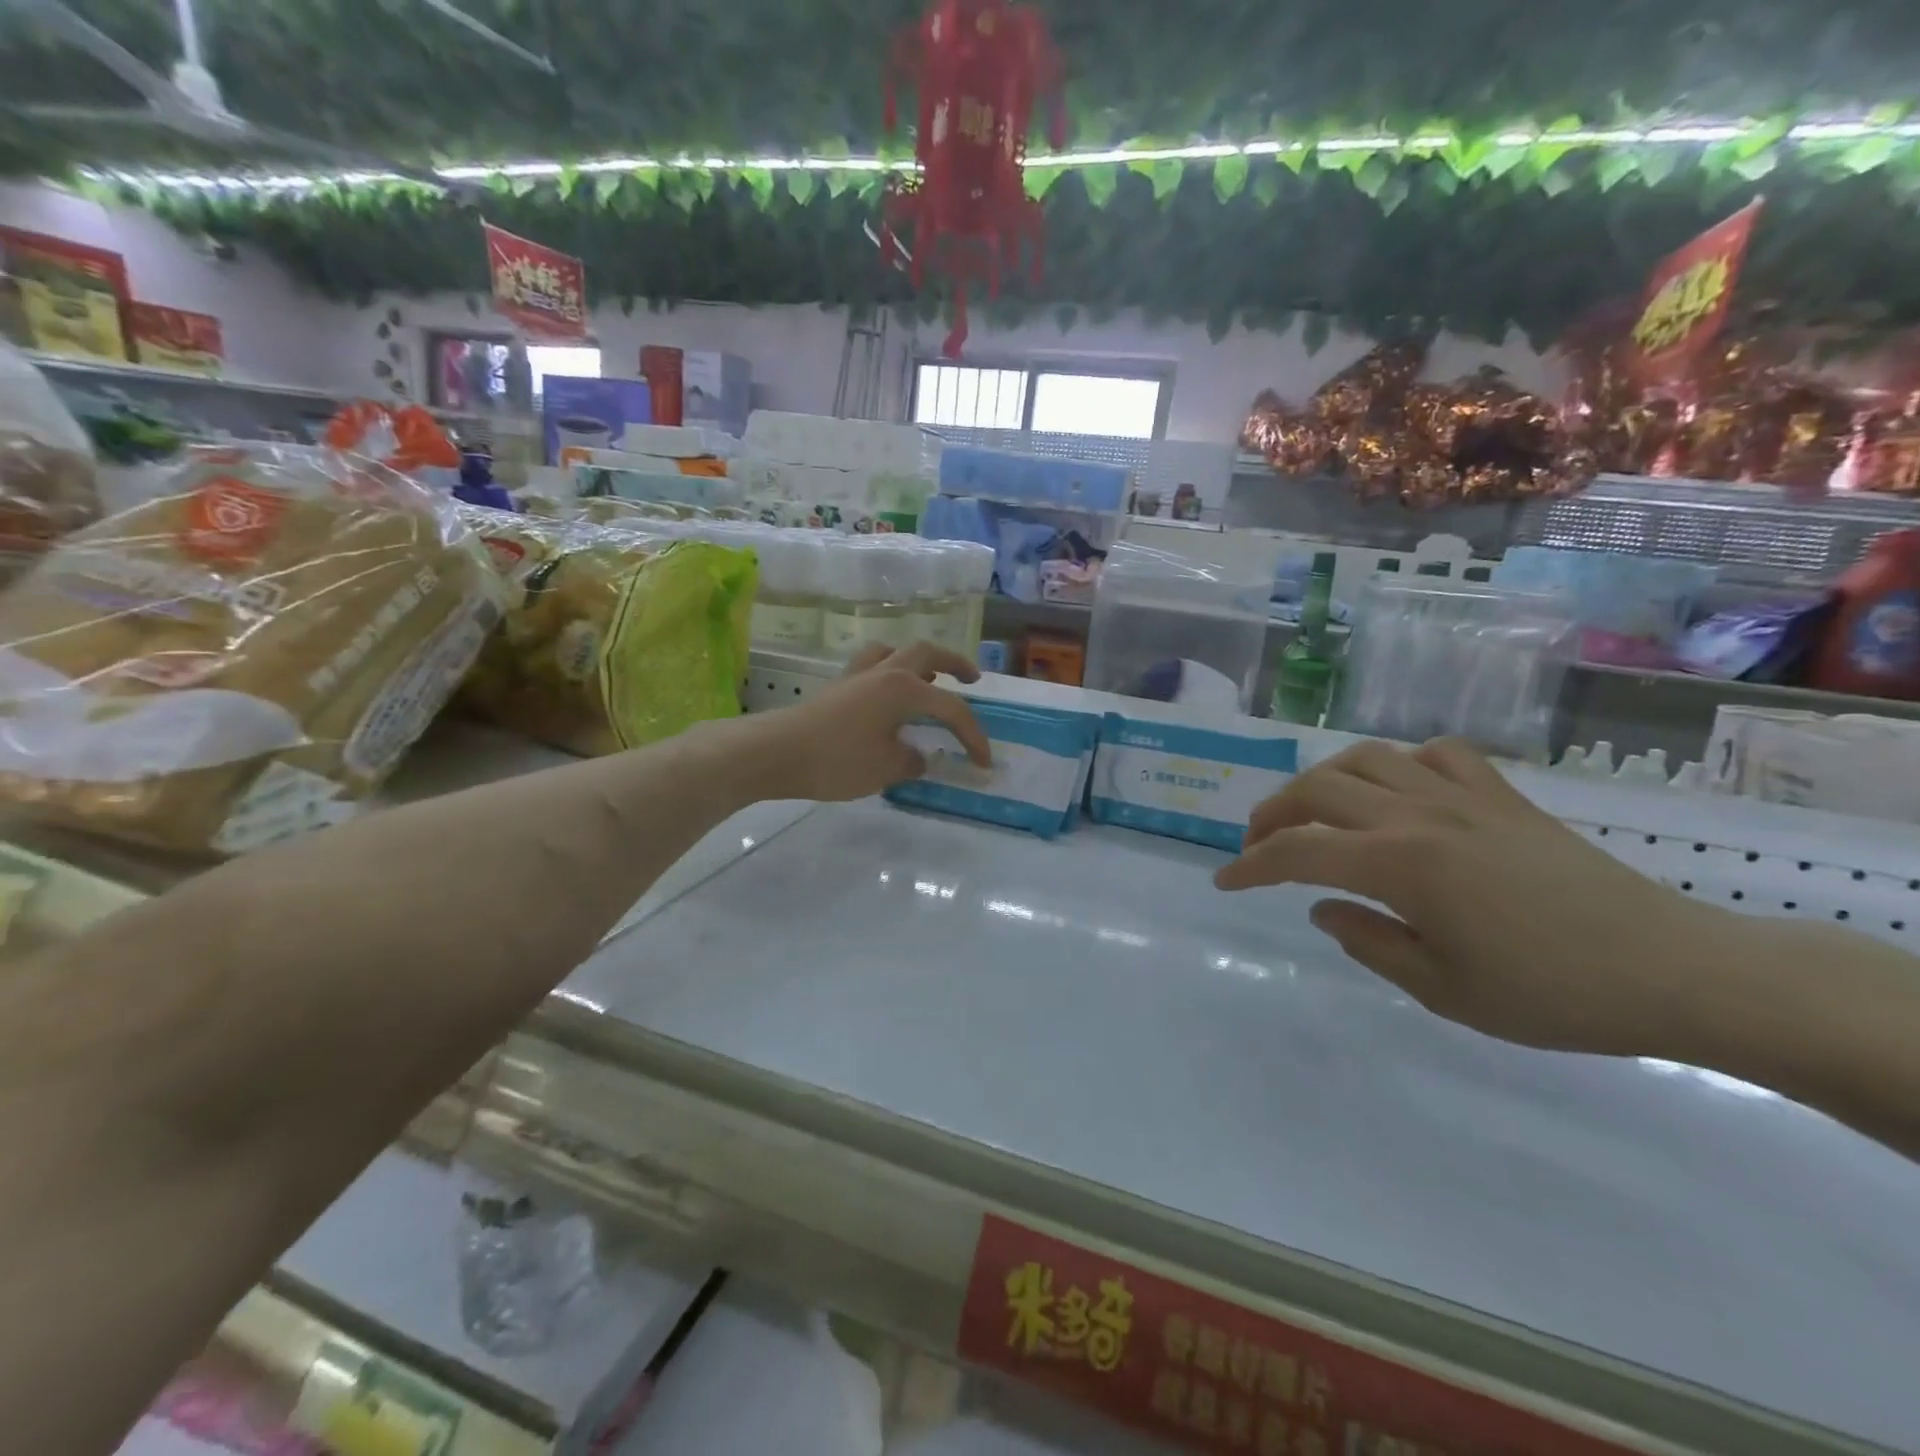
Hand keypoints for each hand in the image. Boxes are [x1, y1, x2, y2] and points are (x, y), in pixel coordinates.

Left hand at [753, 640, 991, 802]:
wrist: (776, 753)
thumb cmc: (837, 759)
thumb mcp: (885, 768)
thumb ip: (911, 760)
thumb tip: (917, 756)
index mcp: (904, 688)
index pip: (951, 709)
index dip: (973, 736)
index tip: (984, 762)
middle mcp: (884, 672)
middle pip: (927, 654)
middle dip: (955, 664)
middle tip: (972, 679)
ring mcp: (857, 675)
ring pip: (895, 652)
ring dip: (919, 661)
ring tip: (930, 679)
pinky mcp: (838, 687)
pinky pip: (873, 666)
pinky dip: (890, 672)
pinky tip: (889, 694)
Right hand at [1214, 737, 1742, 1057]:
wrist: (1676, 971)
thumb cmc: (1552, 995)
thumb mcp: (1442, 991)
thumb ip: (1367, 941)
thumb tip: (1323, 908)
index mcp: (1399, 864)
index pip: (1298, 853)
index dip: (1250, 866)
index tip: (1224, 882)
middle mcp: (1419, 814)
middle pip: (1317, 790)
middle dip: (1272, 814)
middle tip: (1258, 845)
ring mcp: (1463, 796)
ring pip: (1365, 759)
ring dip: (1322, 781)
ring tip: (1313, 812)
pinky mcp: (1502, 795)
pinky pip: (1436, 754)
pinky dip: (1401, 764)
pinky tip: (1400, 791)